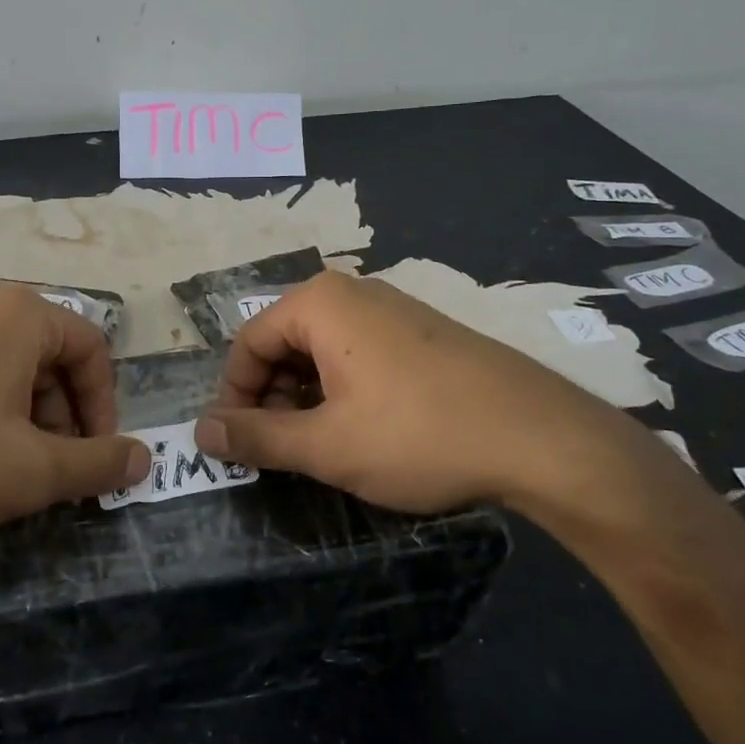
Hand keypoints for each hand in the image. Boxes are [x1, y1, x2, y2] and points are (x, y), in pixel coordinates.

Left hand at [0, 286, 149, 546]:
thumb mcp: (32, 471)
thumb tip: (145, 458)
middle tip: (52, 471)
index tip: (95, 459)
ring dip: (25, 416)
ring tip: (7, 469)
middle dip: (63, 416)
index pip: (93, 350)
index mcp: (21, 314)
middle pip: (50, 356)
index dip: (105, 408)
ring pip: (8, 365)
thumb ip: (99, 463)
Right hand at [194, 271, 660, 513]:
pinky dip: (342, 390)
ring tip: (318, 446)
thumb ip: (256, 437)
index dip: (234, 396)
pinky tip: (362, 430)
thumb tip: (200, 433)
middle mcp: (353, 292)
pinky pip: (359, 353)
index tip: (237, 444)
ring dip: (305, 398)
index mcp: (320, 303)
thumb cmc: (419, 435)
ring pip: (322, 351)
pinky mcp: (423, 332)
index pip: (248, 343)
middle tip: (278, 451)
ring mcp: (393, 309)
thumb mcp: (326, 445)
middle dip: (270, 397)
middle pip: (284, 343)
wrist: (543, 438)